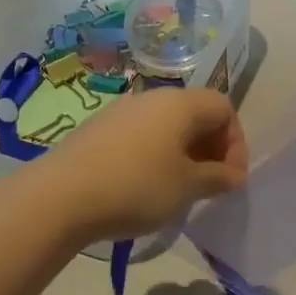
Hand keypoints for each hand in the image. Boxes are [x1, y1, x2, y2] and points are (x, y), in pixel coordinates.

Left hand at [39, 88, 247, 242]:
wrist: (60, 196)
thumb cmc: (137, 186)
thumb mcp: (187, 187)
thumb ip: (217, 178)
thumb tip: (234, 175)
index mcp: (181, 104)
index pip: (224, 108)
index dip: (236, 142)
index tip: (230, 178)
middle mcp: (152, 97)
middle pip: (195, 113)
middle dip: (210, 148)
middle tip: (209, 184)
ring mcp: (121, 111)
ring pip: (167, 125)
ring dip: (182, 153)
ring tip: (178, 188)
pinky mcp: (98, 129)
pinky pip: (141, 135)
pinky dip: (155, 155)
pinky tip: (144, 186)